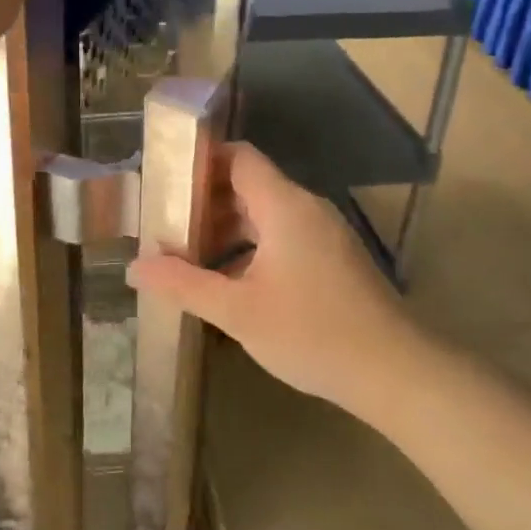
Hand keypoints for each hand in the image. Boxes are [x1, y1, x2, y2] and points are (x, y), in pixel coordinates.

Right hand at [127, 144, 422, 415]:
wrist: (395, 372)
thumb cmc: (312, 333)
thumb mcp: (237, 311)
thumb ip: (184, 285)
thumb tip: (134, 267)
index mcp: (284, 206)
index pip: (239, 157)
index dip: (201, 160)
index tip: (165, 180)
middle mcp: (306, 208)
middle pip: (248, 184)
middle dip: (205, 201)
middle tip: (166, 224)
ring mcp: (325, 234)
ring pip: (266, 213)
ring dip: (228, 228)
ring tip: (189, 255)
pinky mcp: (334, 258)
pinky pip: (284, 235)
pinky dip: (252, 246)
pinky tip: (231, 281)